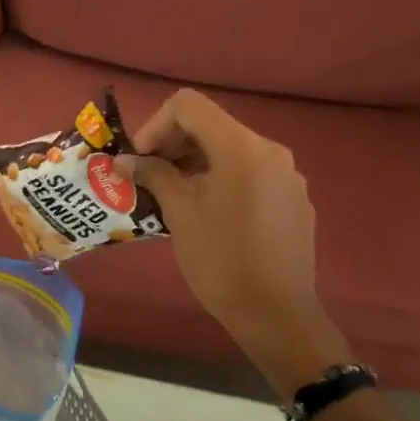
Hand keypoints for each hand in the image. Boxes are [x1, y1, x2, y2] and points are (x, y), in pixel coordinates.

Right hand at [116, 89, 350, 391]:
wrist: (276, 314)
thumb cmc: (220, 260)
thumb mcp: (179, 213)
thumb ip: (153, 175)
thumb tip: (125, 161)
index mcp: (242, 147)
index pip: (189, 106)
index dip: (155, 126)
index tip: (140, 161)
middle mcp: (270, 151)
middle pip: (211, 126)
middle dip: (173, 146)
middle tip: (148, 178)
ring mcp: (288, 176)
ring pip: (231, 152)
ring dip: (195, 165)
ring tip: (173, 198)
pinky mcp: (294, 201)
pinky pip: (251, 175)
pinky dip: (222, 182)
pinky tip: (209, 216)